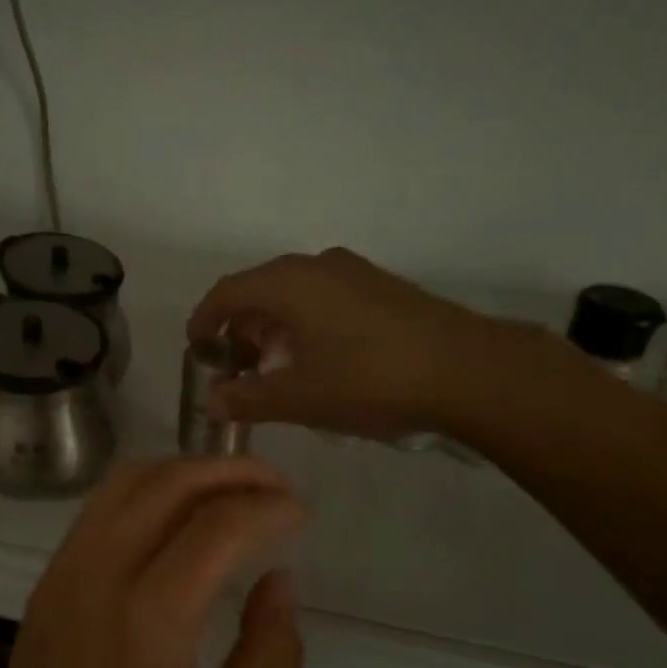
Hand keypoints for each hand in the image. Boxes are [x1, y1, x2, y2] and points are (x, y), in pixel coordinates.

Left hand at [0, 457, 304, 667]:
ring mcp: (64, 571)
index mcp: (148, 619)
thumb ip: (268, 654)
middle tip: (275, 485)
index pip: (215, 526)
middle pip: (167, 484)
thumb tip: (280, 579)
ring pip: (127, 482)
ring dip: (185, 471)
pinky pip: (102, 507)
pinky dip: (149, 491)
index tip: (300, 512)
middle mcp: (98, 575)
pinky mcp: (48, 579)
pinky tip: (179, 516)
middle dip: (229, 470)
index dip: (266, 507)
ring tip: (233, 489)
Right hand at [187, 248, 526, 440]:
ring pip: (294, 292)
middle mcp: (317, 265)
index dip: (204, 320)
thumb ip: (248, 399)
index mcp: (289, 283)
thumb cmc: (370, 380)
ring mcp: (354, 272)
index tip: (197, 350)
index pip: (227, 292)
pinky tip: (319, 359)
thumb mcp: (300, 398)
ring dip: (273, 326)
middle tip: (237, 368)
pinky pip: (324, 296)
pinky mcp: (382, 286)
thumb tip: (212, 402)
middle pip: (260, 288)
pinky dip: (304, 322)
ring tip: (275, 368)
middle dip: (240, 327)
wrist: (469, 370)